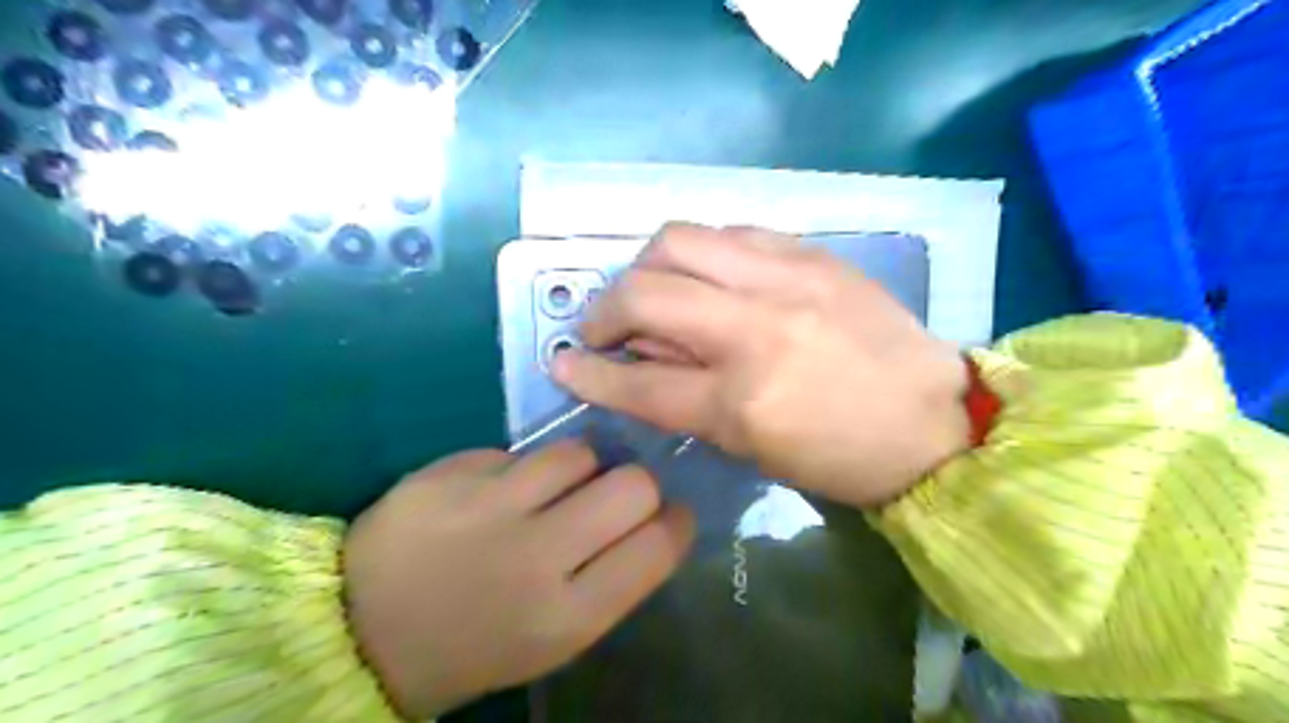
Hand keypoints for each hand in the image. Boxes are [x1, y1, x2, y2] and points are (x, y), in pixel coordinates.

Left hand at [343, 444, 694, 720]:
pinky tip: (497, 491)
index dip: (676, 522)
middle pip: (632, 485)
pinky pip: (519, 451)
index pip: (657, 545)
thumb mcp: (555, 637)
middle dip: (637, 484)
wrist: (363, 631)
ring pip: (578, 452)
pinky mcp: (452, 473)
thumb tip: (653, 520)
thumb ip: (610, 580)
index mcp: (568, 616)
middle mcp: (536, 557)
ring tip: (555, 486)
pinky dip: (520, 468)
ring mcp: (490, 508)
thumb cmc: (476, 643)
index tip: (668, 515)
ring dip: (580, 466)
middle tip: (615, 494)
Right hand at [549, 223, 970, 510]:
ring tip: (655, 293)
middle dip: (605, 308)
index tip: (562, 362)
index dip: (589, 373)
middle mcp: (756, 328)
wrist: (934, 419)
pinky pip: (731, 232)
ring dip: (648, 267)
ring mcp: (786, 279)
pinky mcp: (812, 254)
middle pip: (645, 291)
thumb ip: (686, 396)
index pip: (638, 381)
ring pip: (679, 240)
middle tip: (607, 328)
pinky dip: (702, 253)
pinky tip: (709, 277)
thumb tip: (638, 356)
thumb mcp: (751, 448)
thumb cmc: (841, 456)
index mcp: (742, 400)